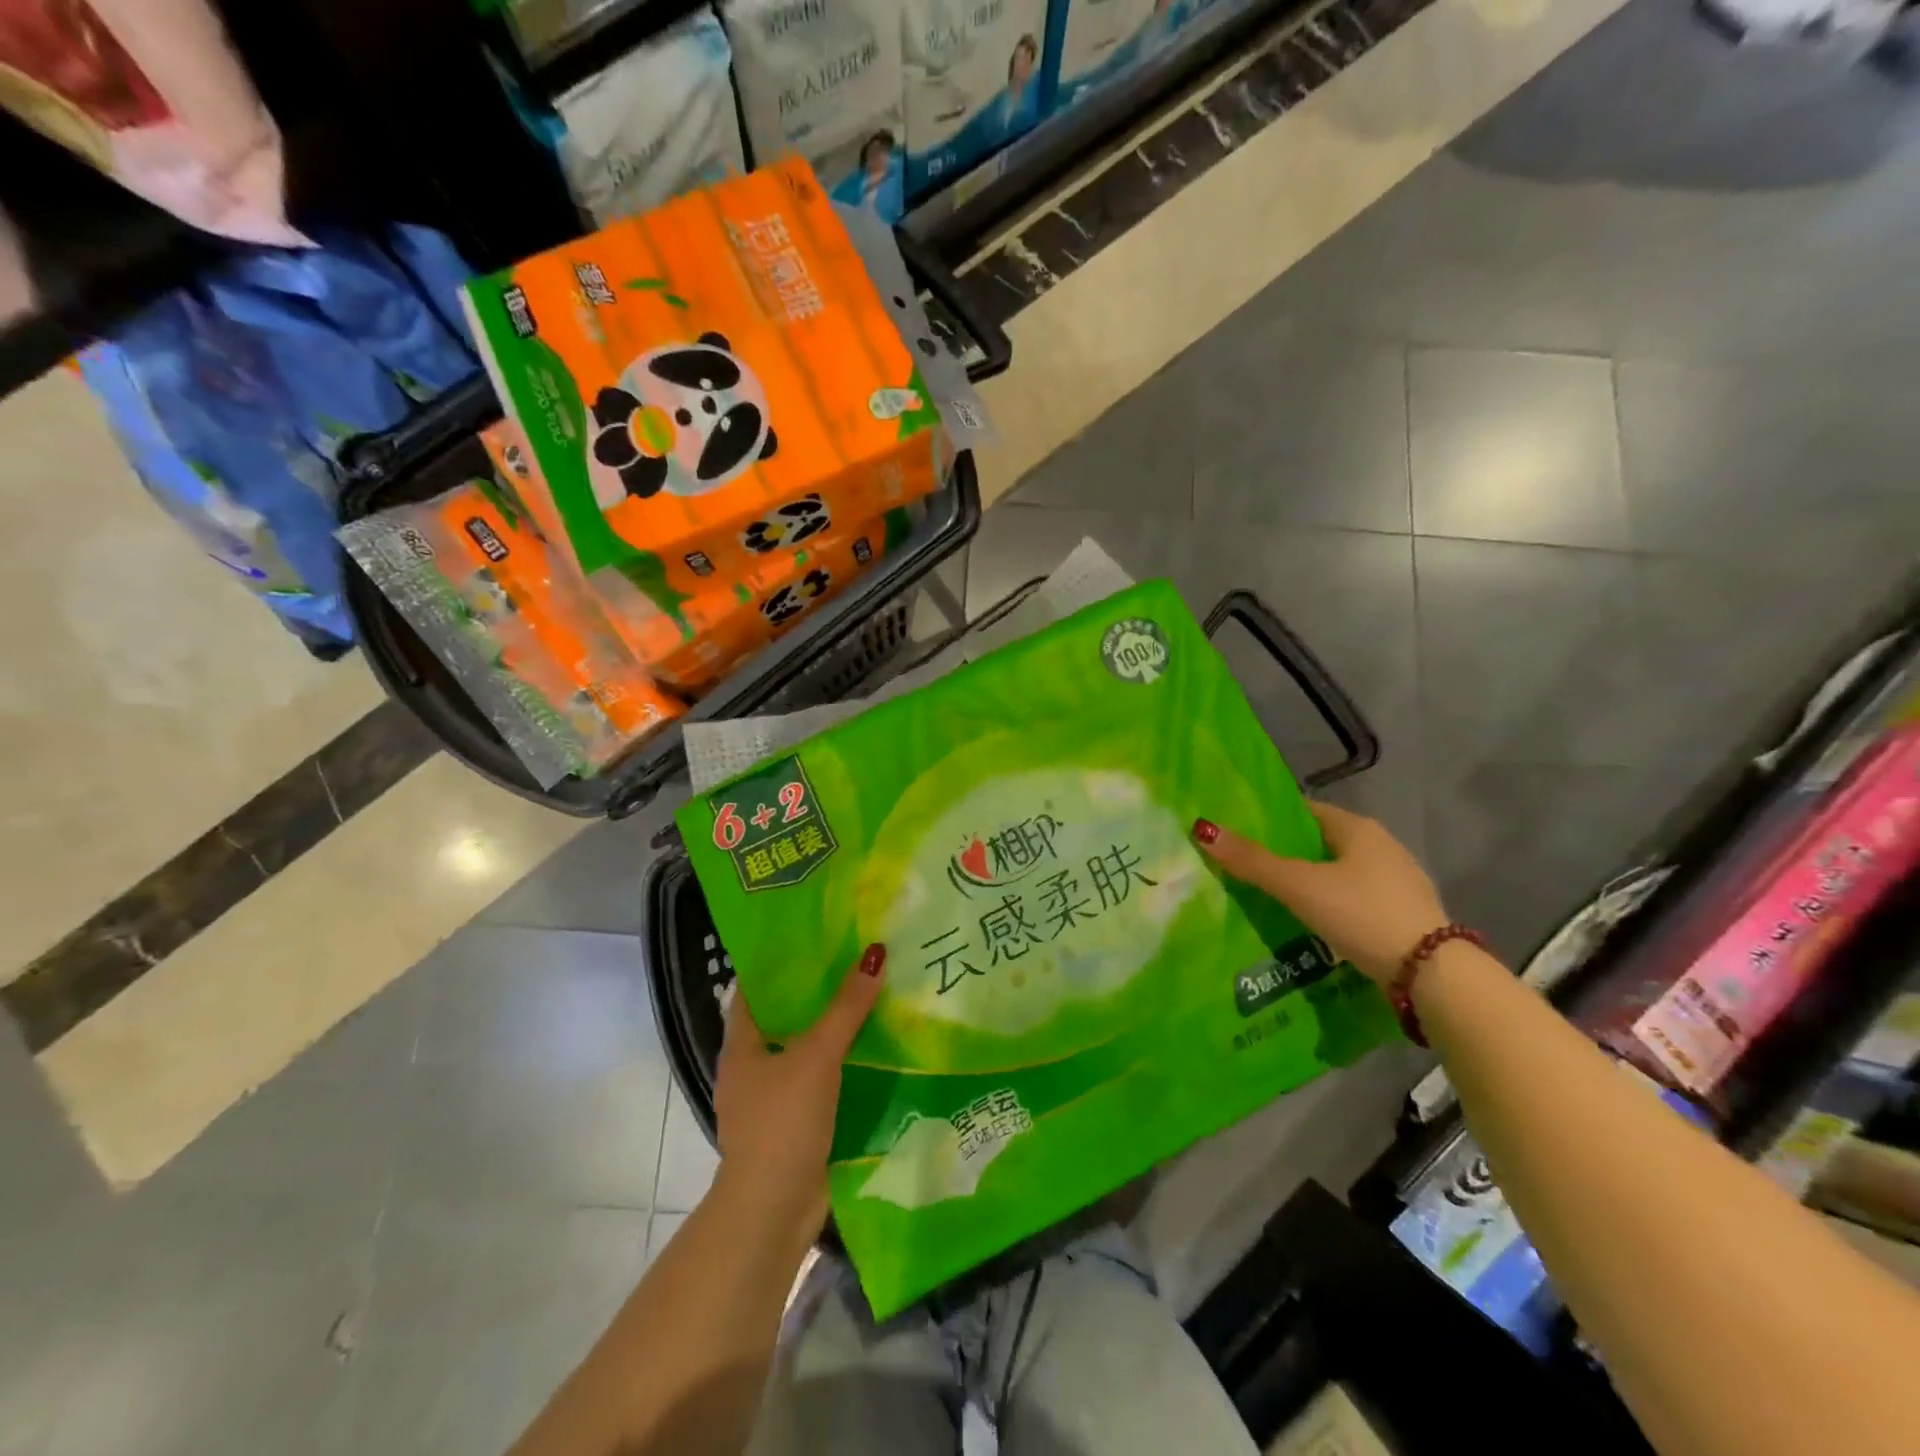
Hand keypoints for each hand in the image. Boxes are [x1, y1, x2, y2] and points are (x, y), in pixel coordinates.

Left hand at [711, 944, 885, 1238]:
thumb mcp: (817, 1056)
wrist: (774, 1210)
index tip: (815, 938)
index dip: (780, 964)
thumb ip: (846, 1007)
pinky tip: (873, 1050)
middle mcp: (752, 1069)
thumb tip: (876, 954)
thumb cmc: (783, 1121)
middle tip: (856, 961)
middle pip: (785, 1019)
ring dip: (833, 1031)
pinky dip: (842, 1066)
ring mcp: (772, 1101)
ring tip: (872, 997)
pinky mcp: (795, 1126)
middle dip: (817, 995)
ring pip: (805, 1052)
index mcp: (741, 1047)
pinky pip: (820, 1082)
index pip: (755, 990)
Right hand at [1194, 803, 1448, 986]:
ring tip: (1274, 900)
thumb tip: (1202, 829)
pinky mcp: (1405, 914)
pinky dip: (1333, 906)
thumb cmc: (1361, 913)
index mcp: (1358, 828)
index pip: (1305, 811)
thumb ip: (1252, 861)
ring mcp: (1399, 882)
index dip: (1272, 820)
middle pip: (1322, 843)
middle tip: (1249, 869)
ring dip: (1311, 882)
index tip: (1240, 835)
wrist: (1433, 975)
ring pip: (1340, 873)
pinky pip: (1356, 900)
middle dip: (1288, 854)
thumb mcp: (1299, 886)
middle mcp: (1383, 846)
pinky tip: (1315, 925)